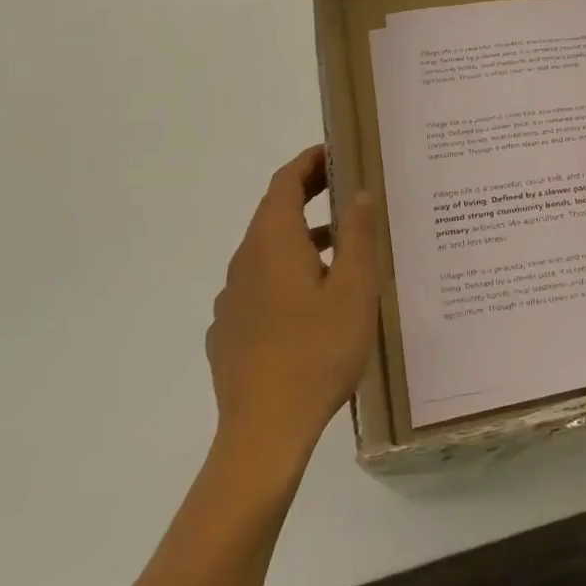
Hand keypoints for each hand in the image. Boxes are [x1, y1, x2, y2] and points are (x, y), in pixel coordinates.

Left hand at [206, 146, 377, 487]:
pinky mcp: (228, 332)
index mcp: (273, 243)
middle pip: (273, 214)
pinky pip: (258, 286)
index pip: (284, 183)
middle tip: (344, 189)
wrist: (263, 433)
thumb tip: (357, 194)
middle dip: (307, 195)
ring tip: (340, 248)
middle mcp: (244, 262)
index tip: (335, 152)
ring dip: (300, 238)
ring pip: (266, 252)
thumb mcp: (354, 290)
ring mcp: (231, 299)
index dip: (308, 162)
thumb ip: (357, 236)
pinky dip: (285, 274)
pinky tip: (309, 304)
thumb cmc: (317, 352)